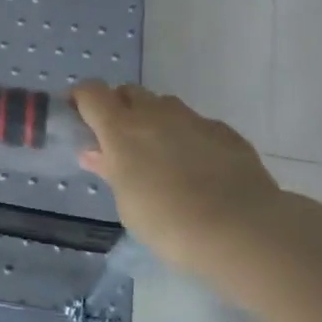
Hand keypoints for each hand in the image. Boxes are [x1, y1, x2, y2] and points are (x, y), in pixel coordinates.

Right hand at [72, 82, 283, 272]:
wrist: (242, 229)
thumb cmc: (168, 222)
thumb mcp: (127, 203)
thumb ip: (110, 170)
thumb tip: (94, 152)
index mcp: (121, 128)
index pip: (91, 92)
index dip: (82, 100)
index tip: (80, 118)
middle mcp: (155, 113)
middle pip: (129, 92)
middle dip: (120, 108)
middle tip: (121, 142)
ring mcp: (193, 119)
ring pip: (164, 106)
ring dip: (155, 121)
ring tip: (162, 157)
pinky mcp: (225, 132)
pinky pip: (196, 125)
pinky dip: (189, 138)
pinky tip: (199, 169)